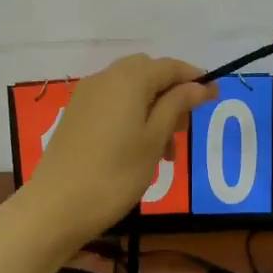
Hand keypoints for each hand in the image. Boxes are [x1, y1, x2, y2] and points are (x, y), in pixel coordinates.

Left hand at [20, 54, 215, 243]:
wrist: (57, 205)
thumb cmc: (116, 173)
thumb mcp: (154, 139)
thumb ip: (177, 105)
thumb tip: (200, 85)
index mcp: (129, 79)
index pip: (170, 66)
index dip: (194, 79)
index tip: (215, 98)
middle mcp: (105, 78)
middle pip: (148, 73)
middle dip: (171, 94)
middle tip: (183, 129)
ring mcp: (86, 96)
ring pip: (130, 90)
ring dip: (153, 109)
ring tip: (165, 152)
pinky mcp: (75, 115)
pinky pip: (112, 103)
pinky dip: (131, 116)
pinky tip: (138, 150)